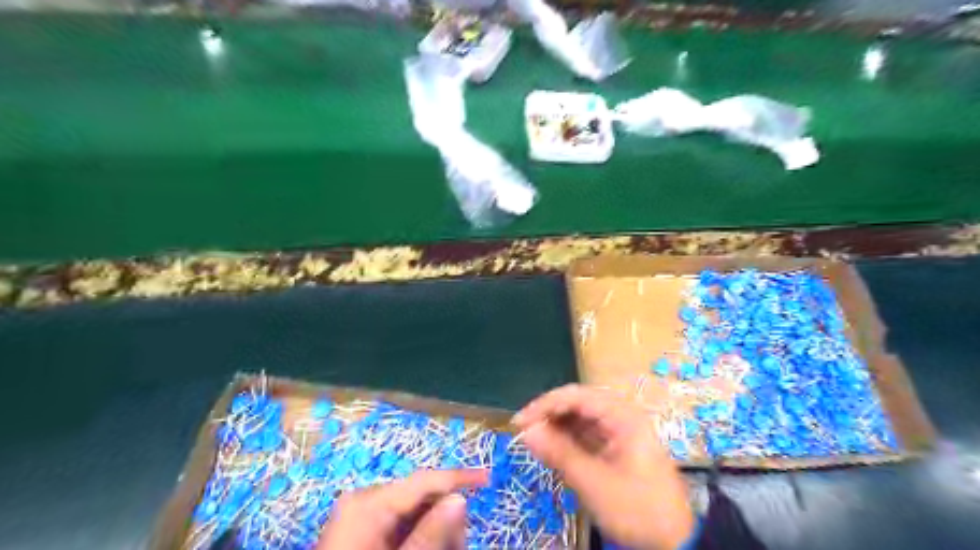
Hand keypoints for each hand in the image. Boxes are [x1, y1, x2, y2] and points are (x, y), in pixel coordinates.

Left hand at [321, 469, 487, 549]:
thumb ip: (430, 534)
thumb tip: (459, 498)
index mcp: (369, 502)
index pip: (424, 480)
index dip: (459, 476)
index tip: (488, 477)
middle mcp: (365, 499)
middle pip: (421, 496)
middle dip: (446, 517)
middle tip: (459, 545)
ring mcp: (362, 514)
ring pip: (414, 511)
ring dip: (435, 530)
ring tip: (446, 548)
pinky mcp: (362, 529)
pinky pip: (400, 524)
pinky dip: (419, 536)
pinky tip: (428, 547)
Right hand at [514, 385, 695, 549]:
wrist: (674, 541)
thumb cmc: (637, 509)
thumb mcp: (594, 482)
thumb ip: (559, 453)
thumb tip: (527, 430)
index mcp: (622, 416)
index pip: (576, 396)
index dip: (545, 405)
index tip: (519, 422)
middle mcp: (620, 416)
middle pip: (577, 404)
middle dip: (549, 415)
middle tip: (524, 432)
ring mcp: (619, 431)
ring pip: (579, 419)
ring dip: (556, 428)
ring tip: (535, 442)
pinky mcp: (615, 447)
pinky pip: (585, 435)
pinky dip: (567, 441)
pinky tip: (553, 450)